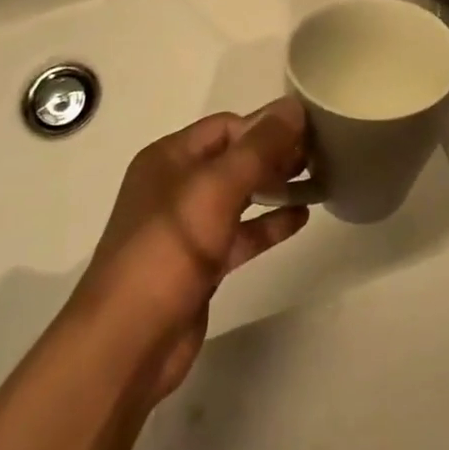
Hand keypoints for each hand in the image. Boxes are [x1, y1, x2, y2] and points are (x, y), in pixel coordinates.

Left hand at [69, 99, 310, 402]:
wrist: (127, 343)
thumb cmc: (168, 250)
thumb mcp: (215, 189)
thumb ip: (258, 147)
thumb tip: (294, 106)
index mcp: (169, 158)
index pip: (227, 126)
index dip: (266, 126)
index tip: (310, 132)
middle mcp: (176, 185)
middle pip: (234, 158)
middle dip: (274, 154)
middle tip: (321, 155)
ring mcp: (188, 227)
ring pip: (240, 195)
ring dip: (276, 186)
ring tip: (320, 180)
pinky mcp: (201, 263)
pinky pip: (241, 233)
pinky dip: (269, 223)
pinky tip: (302, 217)